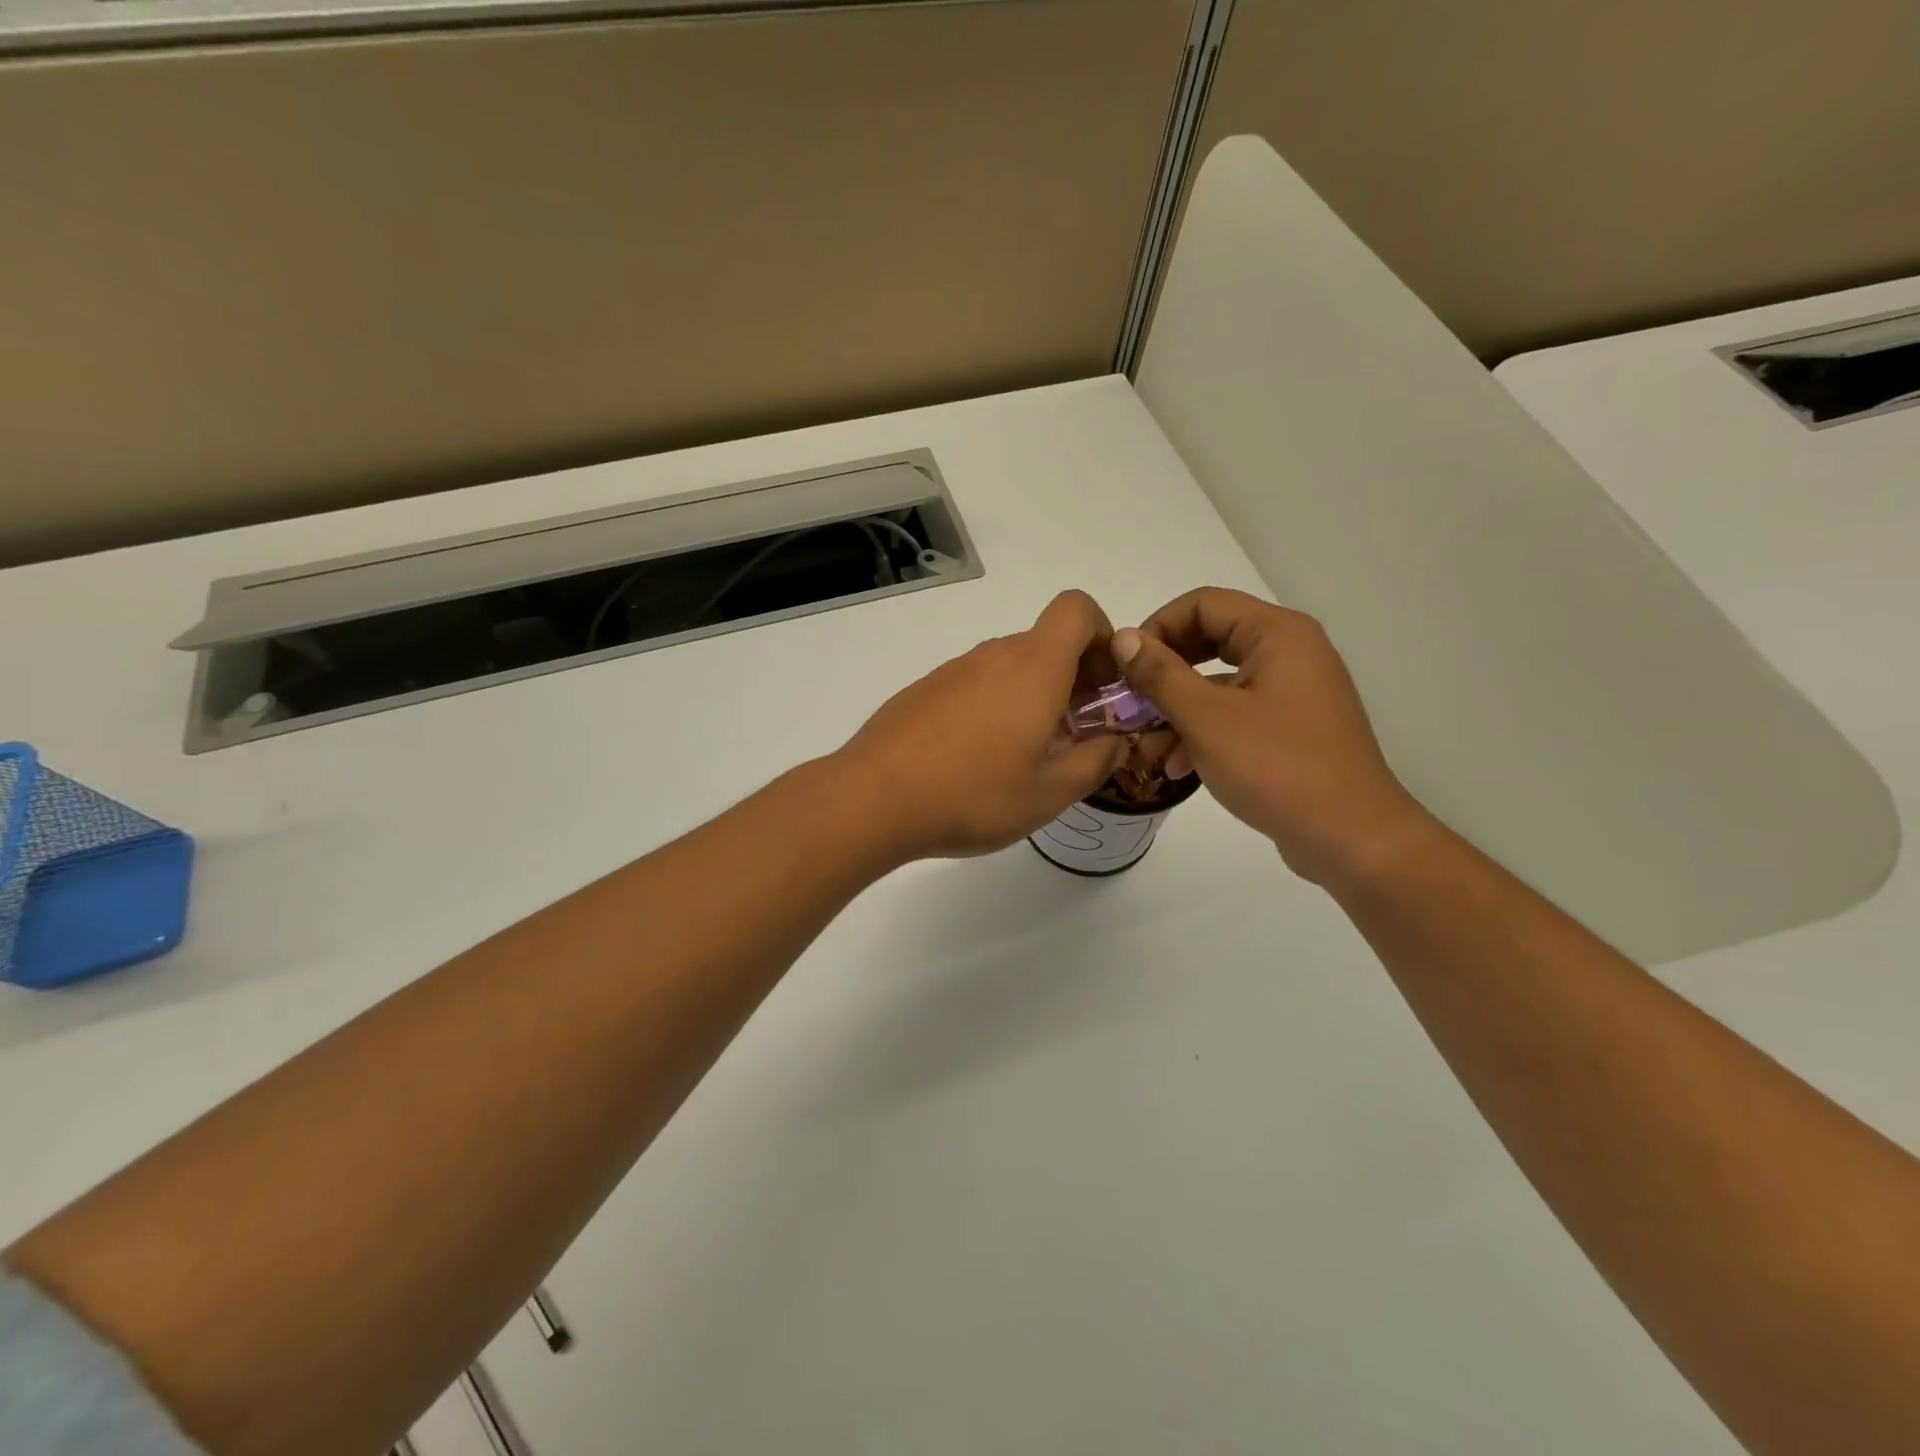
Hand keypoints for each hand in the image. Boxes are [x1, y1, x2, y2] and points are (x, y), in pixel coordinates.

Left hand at [836, 591, 1127, 860]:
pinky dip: (993, 706)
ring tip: (1024, 754)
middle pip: (1046, 643)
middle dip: (1073, 679)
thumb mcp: (1049, 793)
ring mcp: (953, 670)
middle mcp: (993, 655)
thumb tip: (1115, 742)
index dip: (1101, 635)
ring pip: (1009, 666)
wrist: (873, 799)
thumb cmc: (973, 794)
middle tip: (1073, 734)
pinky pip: (974, 684)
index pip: (1077, 608)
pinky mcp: (924, 689)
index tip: (1103, 685)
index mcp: (1034, 667)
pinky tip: (976, 757)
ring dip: (1032, 696)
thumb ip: (1094, 762)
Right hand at [1112, 588, 1431, 885]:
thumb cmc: (1277, 767)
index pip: (1202, 604)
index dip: (1157, 628)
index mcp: (1277, 634)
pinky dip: (1203, 732)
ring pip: (1217, 684)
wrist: (1351, 838)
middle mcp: (1289, 652)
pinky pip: (1235, 714)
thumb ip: (1160, 674)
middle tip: (1130, 704)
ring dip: (1176, 711)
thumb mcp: (1206, 719)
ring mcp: (1292, 692)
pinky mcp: (1290, 728)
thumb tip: (1122, 637)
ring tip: (1148, 749)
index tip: (1125, 668)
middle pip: (1208, 642)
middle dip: (1163, 676)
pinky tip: (1178, 767)